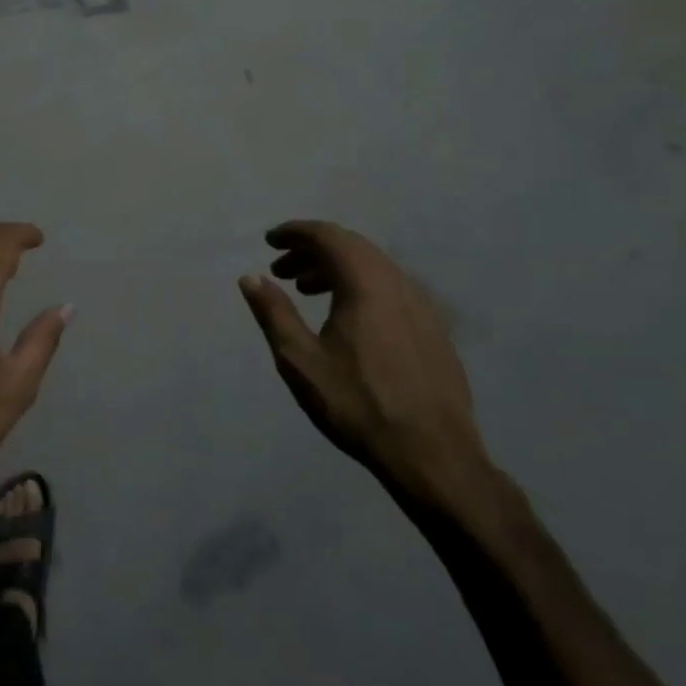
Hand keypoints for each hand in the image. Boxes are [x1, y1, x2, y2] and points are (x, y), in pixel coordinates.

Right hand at [239, 221, 489, 507]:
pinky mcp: (434, 329)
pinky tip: (346, 317)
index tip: (270, 241)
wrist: (432, 454)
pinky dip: (360, 287)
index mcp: (366, 284)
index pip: (328, 236)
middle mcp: (399, 283)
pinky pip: (391, 288)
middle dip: (313, 250)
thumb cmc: (357, 404)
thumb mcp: (300, 360)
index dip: (295, 232)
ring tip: (307, 291)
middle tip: (282, 270)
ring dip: (336, 269)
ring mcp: (423, 306)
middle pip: (352, 247)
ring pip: (373, 268)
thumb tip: (250, 277)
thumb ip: (274, 313)